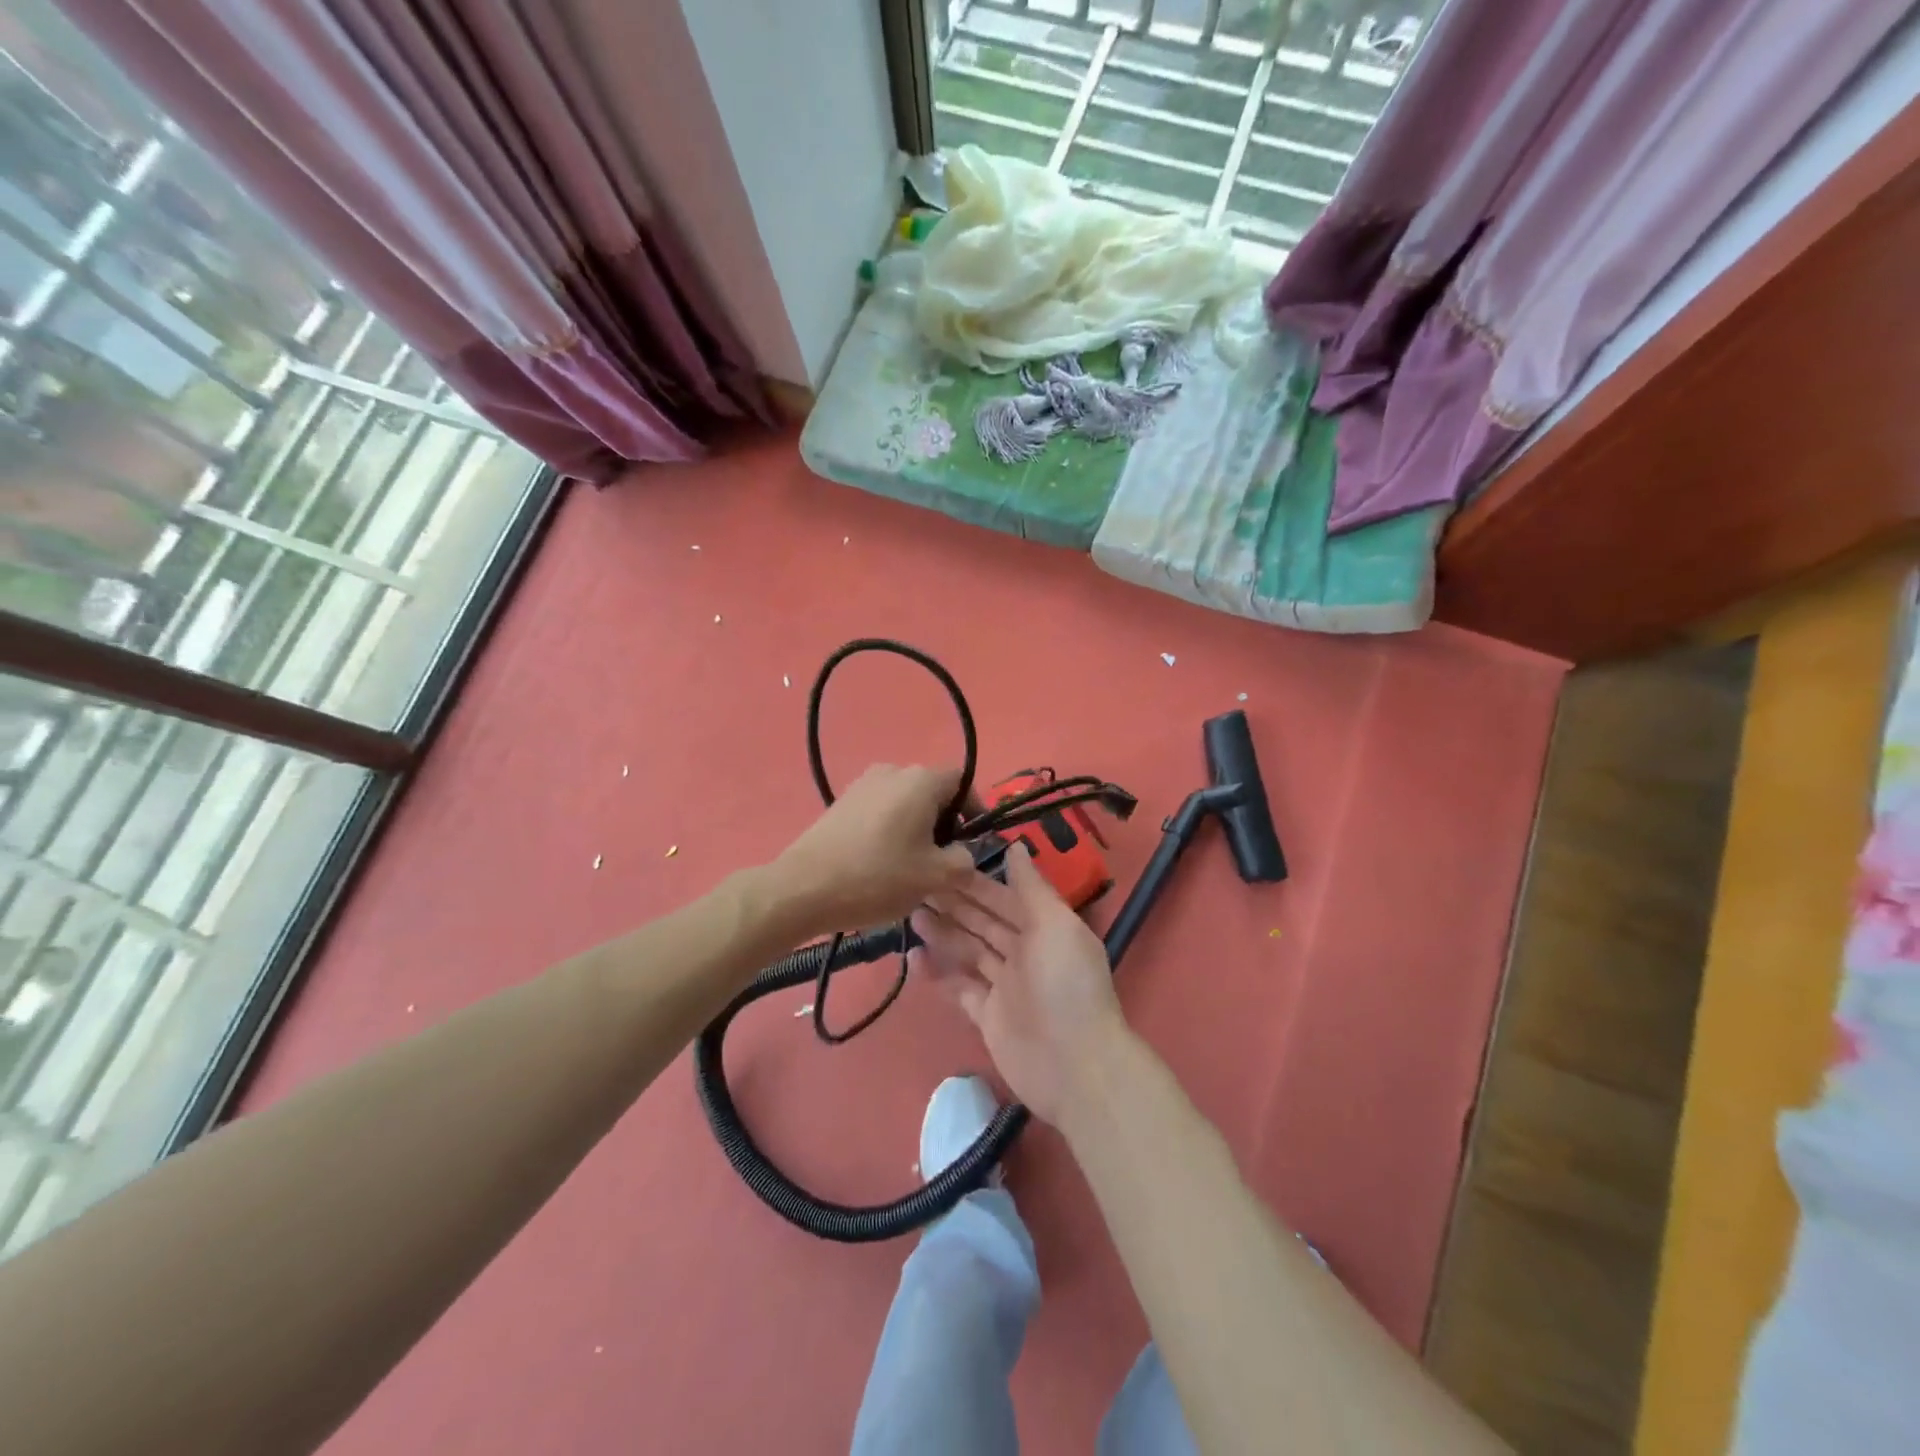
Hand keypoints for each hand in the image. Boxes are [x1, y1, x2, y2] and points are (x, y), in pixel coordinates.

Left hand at [769, 764, 975, 936]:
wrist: (803, 888)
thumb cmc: (878, 877)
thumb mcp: (936, 877)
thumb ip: (964, 861)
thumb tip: (962, 853)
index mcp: (921, 780)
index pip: (962, 782)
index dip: (973, 810)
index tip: (970, 843)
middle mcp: (892, 771)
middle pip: (932, 792)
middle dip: (943, 824)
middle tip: (941, 862)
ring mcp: (862, 785)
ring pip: (905, 803)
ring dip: (915, 830)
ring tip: (909, 868)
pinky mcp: (841, 803)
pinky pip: (879, 811)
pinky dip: (889, 832)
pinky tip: (879, 865)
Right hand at [909, 843, 1129, 1126]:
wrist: (1075, 1066)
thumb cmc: (1066, 985)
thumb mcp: (1055, 925)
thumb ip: (1032, 887)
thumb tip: (1016, 845)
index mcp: (1044, 928)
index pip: (1004, 897)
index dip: (974, 881)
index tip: (942, 862)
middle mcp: (1024, 952)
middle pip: (983, 922)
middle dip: (953, 904)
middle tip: (915, 884)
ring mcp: (1005, 986)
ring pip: (968, 951)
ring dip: (942, 933)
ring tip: (911, 914)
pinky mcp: (987, 1016)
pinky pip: (960, 987)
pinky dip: (939, 973)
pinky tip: (914, 957)